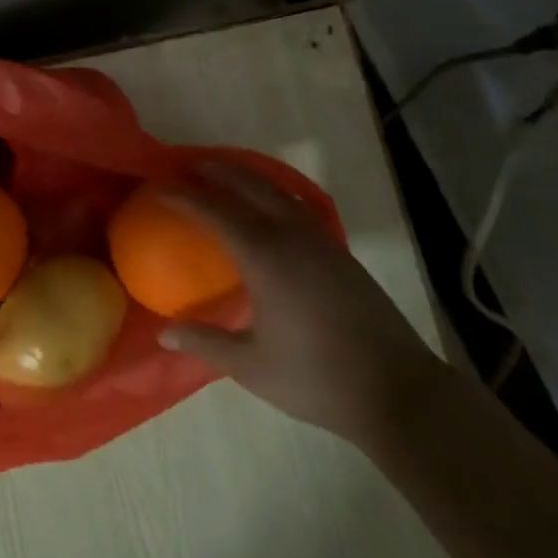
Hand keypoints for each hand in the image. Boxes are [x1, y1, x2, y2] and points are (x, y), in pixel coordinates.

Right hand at [157, 160, 453, 445]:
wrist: (398, 391)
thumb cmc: (317, 379)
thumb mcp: (252, 366)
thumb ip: (206, 343)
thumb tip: (164, 334)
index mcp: (265, 257)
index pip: (215, 211)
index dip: (184, 196)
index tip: (159, 188)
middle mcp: (291, 236)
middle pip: (249, 186)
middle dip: (217, 171)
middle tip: (189, 166)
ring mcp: (321, 241)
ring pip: (278, 192)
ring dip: (248, 178)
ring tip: (226, 176)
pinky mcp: (340, 252)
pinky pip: (297, 206)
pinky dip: (273, 194)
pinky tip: (269, 209)